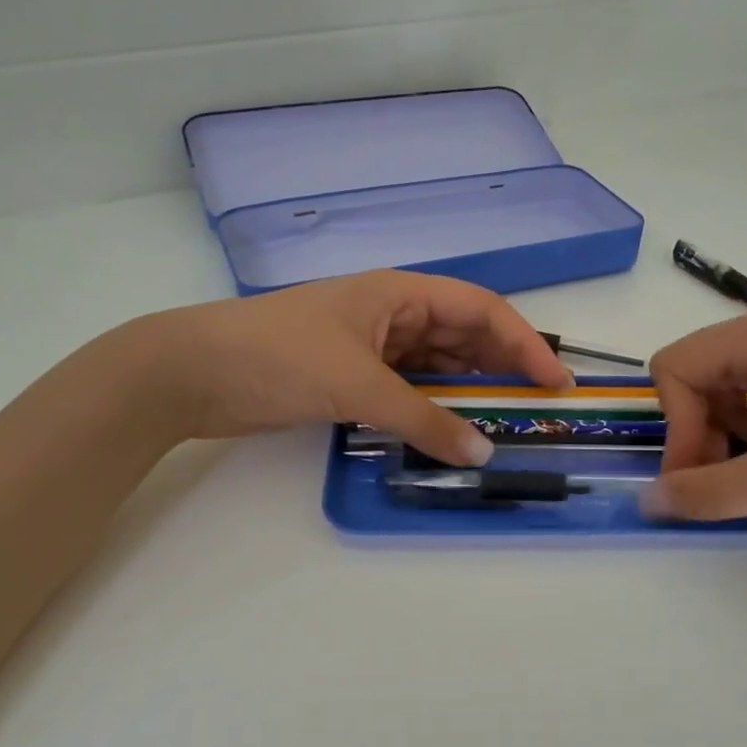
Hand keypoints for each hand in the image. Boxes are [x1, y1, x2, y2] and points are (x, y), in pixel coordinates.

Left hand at [150, 270, 572, 463]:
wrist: (192, 372)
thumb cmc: (279, 357)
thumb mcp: (358, 385)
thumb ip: (423, 420)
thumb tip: (482, 453)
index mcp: (400, 293)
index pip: (481, 309)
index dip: (523, 343)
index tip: (554, 382)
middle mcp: (392, 314)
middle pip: (463, 337)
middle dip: (502, 369)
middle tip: (536, 410)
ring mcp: (371, 346)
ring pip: (437, 366)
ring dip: (468, 393)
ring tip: (503, 425)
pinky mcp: (350, 377)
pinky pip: (408, 390)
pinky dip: (432, 410)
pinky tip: (451, 431)